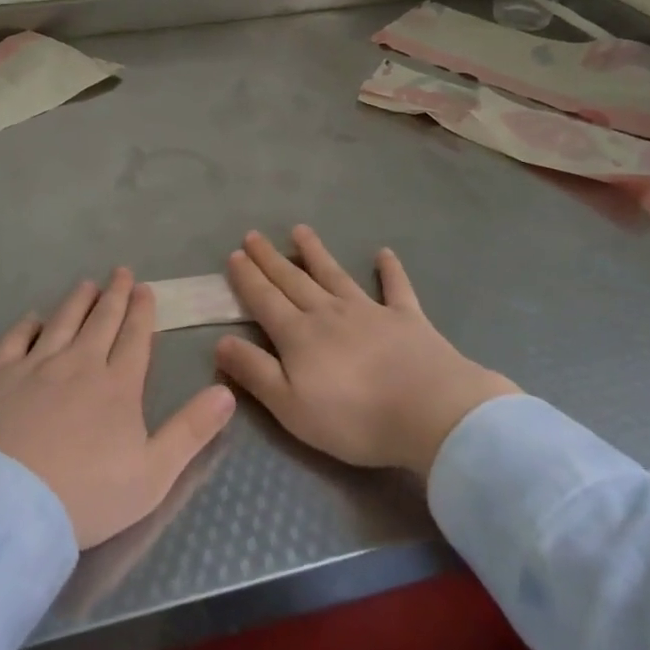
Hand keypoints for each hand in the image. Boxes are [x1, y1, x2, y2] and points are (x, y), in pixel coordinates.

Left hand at [0, 269, 236, 548]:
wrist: (10, 506)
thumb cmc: (87, 496)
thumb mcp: (154, 474)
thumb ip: (191, 430)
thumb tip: (227, 391)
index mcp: (118, 385)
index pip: (134, 337)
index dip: (142, 311)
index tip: (144, 289)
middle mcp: (79, 363)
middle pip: (101, 321)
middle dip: (114, 295)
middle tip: (121, 272)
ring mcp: (36, 365)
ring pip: (62, 321)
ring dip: (77, 301)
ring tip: (86, 285)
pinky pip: (15, 339)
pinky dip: (27, 324)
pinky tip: (33, 318)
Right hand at [215, 228, 518, 479]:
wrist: (429, 411)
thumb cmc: (354, 418)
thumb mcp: (291, 406)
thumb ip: (255, 372)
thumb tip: (220, 341)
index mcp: (299, 335)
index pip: (265, 300)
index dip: (248, 278)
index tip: (235, 255)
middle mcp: (329, 312)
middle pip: (293, 281)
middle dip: (270, 259)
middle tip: (254, 235)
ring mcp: (369, 310)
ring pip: (334, 275)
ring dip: (316, 252)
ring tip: (300, 231)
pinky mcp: (407, 317)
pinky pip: (395, 287)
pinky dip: (390, 270)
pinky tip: (384, 253)